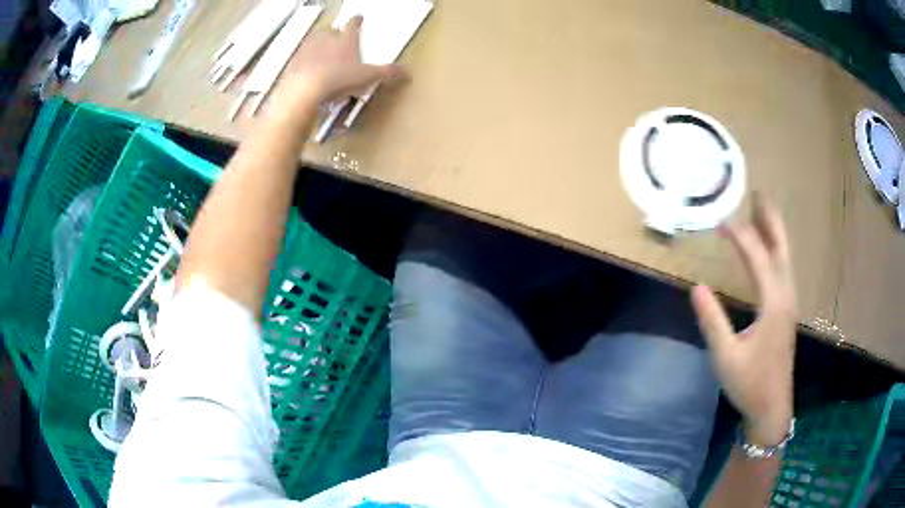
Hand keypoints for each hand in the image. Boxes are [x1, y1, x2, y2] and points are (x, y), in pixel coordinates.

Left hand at [273, 15, 403, 109]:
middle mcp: (326, 39)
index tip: (359, 18)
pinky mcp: (293, 63)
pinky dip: (304, 61)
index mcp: (346, 39)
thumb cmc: (340, 78)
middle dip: (334, 33)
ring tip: (321, 53)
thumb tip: (408, 72)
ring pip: (313, 41)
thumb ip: (386, 73)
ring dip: (318, 45)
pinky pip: (300, 58)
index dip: (357, 21)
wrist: (305, 89)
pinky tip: (307, 70)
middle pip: (330, 30)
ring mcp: (307, 49)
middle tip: (337, 38)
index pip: (353, 24)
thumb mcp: (367, 77)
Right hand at [691, 193, 796, 445]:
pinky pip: (783, 270)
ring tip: (762, 212)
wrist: (772, 407)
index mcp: (774, 303)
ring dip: (774, 232)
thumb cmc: (749, 383)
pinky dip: (775, 251)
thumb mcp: (726, 356)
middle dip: (770, 220)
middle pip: (781, 248)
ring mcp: (789, 303)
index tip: (721, 219)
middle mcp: (786, 296)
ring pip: (784, 258)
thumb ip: (712, 320)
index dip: (740, 236)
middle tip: (758, 194)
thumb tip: (696, 286)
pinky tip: (767, 251)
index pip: (758, 257)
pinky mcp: (787, 311)